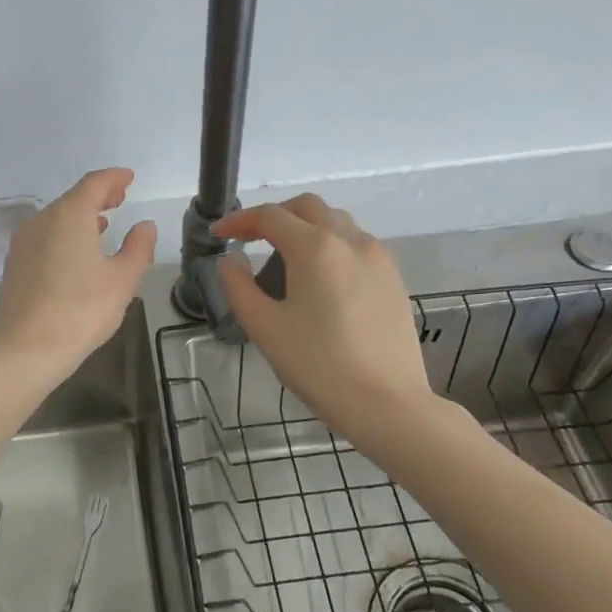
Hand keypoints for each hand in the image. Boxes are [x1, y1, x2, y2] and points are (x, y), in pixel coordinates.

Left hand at [0, 168, 156, 378]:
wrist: (25, 350)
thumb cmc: (80, 311)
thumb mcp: (122, 280)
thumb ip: (138, 248)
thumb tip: (144, 226)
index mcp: (69, 216)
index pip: (94, 184)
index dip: (114, 178)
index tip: (128, 177)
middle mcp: (41, 221)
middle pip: (72, 199)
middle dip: (97, 196)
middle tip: (119, 198)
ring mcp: (23, 244)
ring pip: (55, 220)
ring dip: (80, 218)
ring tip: (102, 225)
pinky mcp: (14, 267)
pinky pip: (44, 239)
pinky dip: (63, 236)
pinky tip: (75, 254)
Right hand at [214, 196, 439, 452]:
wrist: (387, 403)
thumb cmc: (319, 365)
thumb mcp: (265, 328)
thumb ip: (239, 287)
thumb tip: (230, 260)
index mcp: (315, 248)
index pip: (270, 216)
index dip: (238, 221)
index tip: (218, 235)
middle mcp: (350, 240)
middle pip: (308, 208)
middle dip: (275, 217)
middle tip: (252, 241)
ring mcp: (378, 257)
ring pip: (336, 223)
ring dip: (306, 229)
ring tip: (285, 263)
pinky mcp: (393, 278)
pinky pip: (356, 245)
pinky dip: (330, 247)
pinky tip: (320, 282)